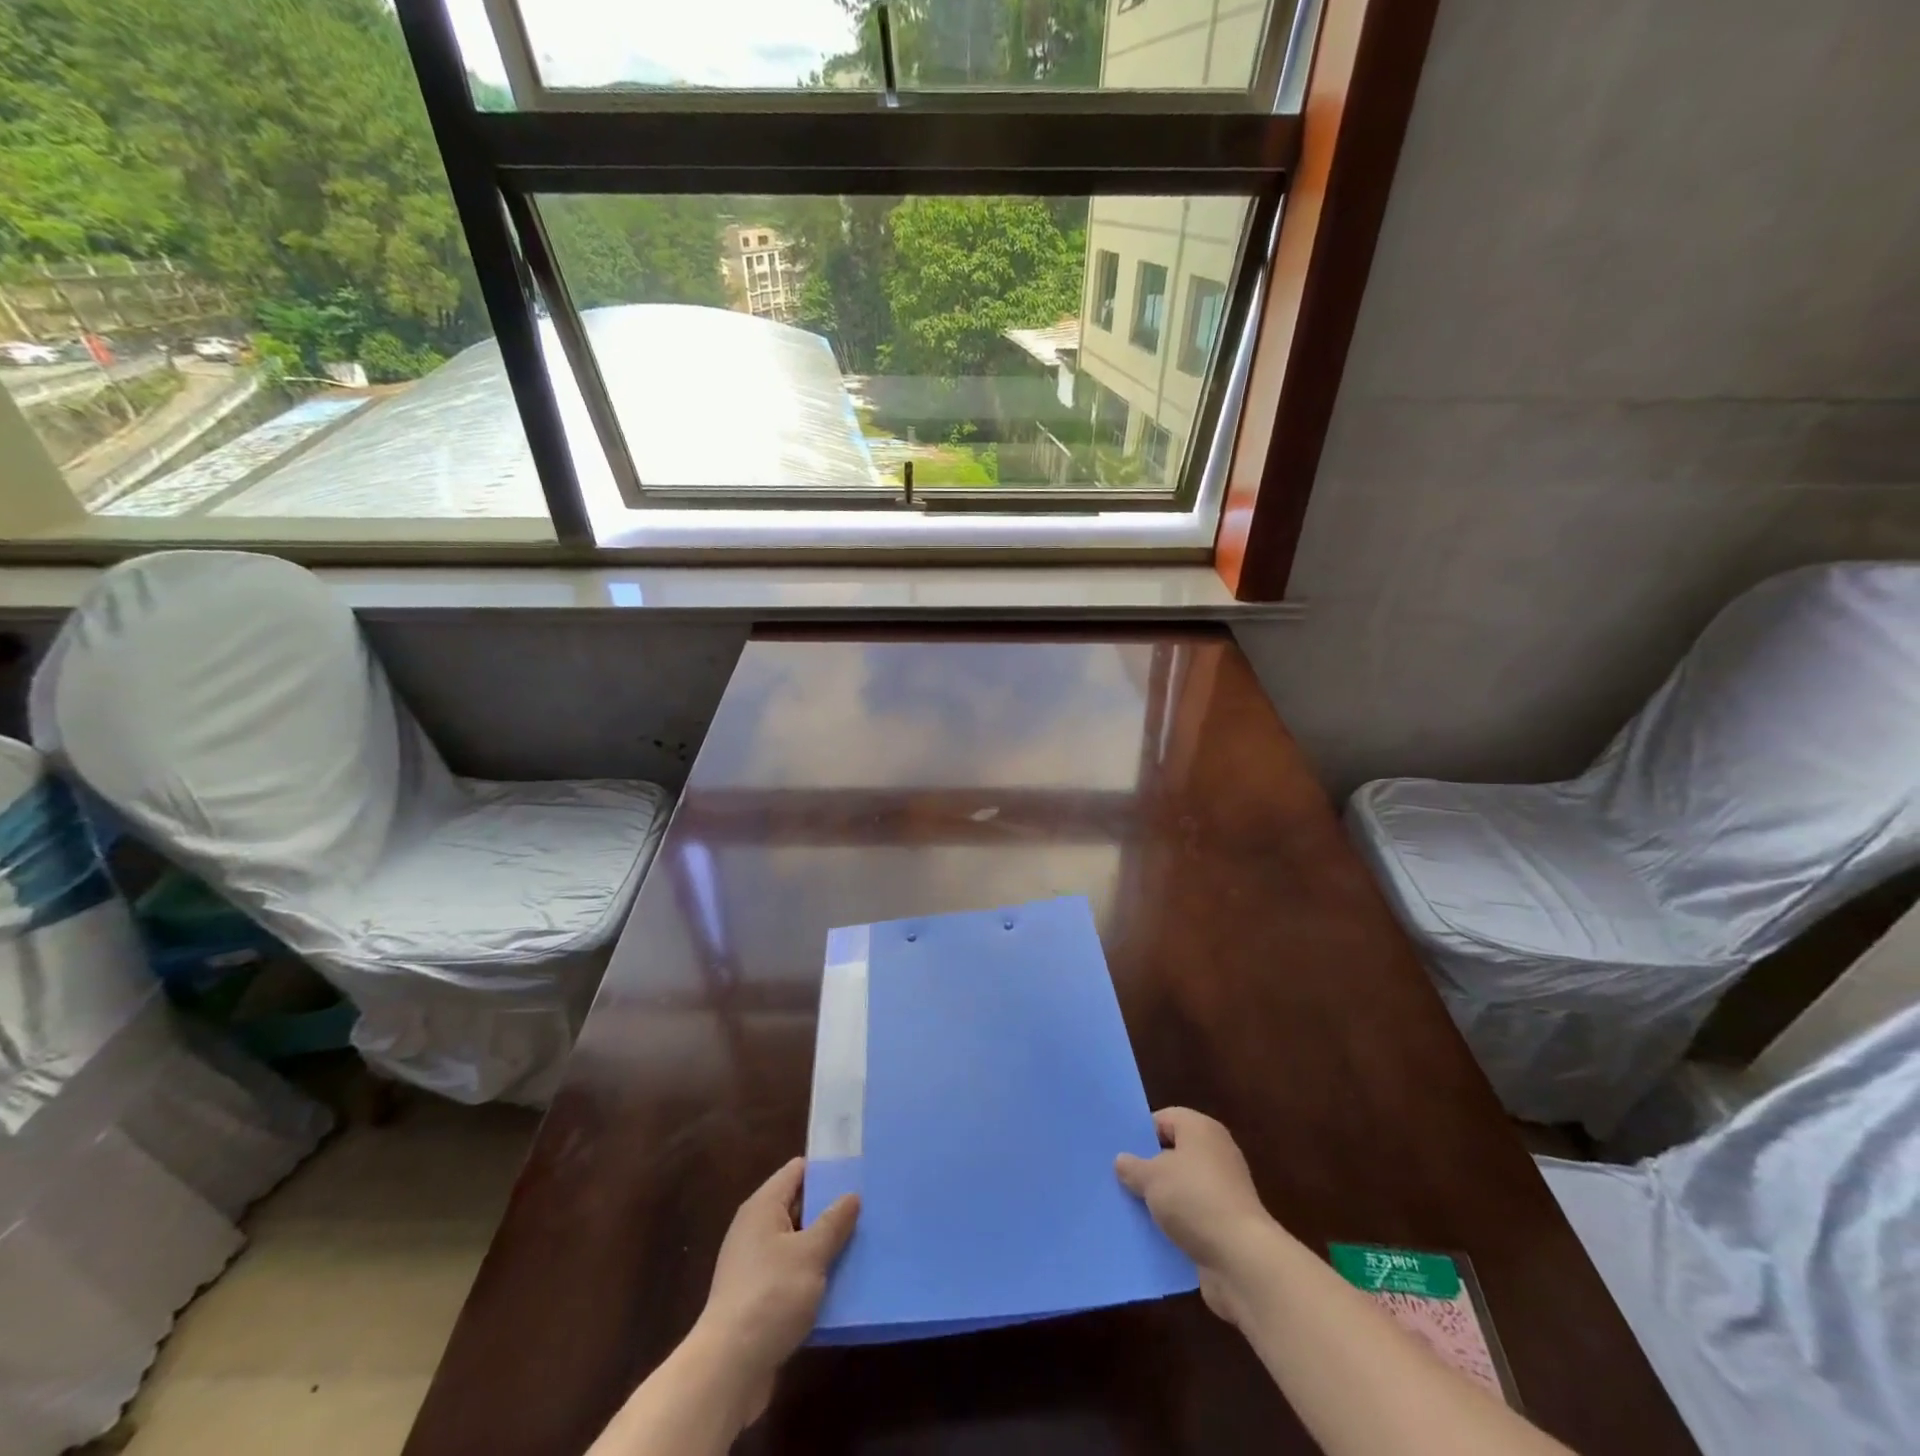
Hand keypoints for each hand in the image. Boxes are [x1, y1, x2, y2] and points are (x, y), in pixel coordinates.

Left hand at [690, 1157, 859, 1424]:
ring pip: (798, 1243)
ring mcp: (754, 1265)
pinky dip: (813, 1276)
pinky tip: (840, 1285)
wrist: (728, 1369)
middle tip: (868, 1209)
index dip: (827, 1170)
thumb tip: (851, 1195)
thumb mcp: (811, 1254)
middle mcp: (755, 1229)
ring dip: (824, 1246)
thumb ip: (834, 1222)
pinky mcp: (758, 1299)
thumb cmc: (771, 1296)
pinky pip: (792, 1274)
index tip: (858, 1174)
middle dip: (830, 1209)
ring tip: (862, 1244)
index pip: (798, 1171)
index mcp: (763, 1207)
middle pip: (798, 1206)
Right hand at [1116, 1107, 1274, 1327]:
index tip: (1118, 1151)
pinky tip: (1152, 1233)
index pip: (1164, 1119)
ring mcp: (1224, 1190)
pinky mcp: (1226, 1223)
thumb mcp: (1152, 1178)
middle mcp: (1216, 1153)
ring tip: (1130, 1208)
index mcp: (1201, 1129)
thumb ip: (1132, 1167)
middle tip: (1118, 1179)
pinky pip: (1192, 1215)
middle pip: (1173, 1153)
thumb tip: (1122, 1161)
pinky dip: (1176, 1223)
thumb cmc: (1194, 1200)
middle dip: (1148, 1168)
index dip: (1141, 1133)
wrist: (1242, 1259)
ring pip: (1181, 1187)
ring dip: (1161, 1199)